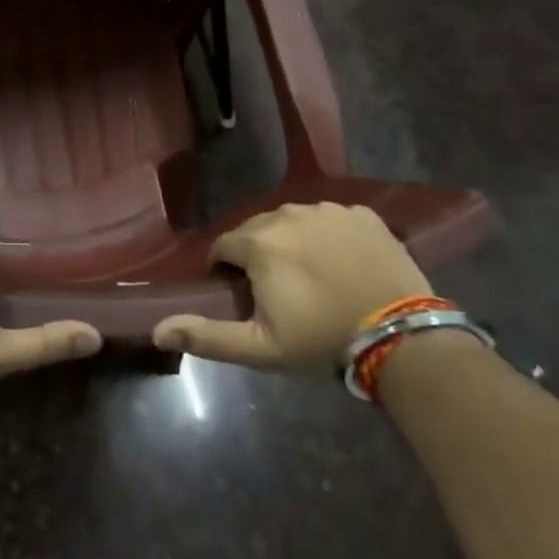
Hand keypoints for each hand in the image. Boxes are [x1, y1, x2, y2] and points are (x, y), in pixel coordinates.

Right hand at [151, 203, 430, 372]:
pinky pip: (331, 219)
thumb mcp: (260, 347)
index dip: (226, 269)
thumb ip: (207, 336)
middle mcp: (288, 214)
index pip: (224, 245)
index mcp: (258, 242)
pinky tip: (341, 262)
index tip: (240, 292)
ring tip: (309, 274)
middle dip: (257, 253)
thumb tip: (156, 330)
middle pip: (258, 229)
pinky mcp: (362, 214)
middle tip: (276, 288)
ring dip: (292, 241)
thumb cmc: (322, 340)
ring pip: (294, 220)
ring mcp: (328, 210)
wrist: (402, 337)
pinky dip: (328, 235)